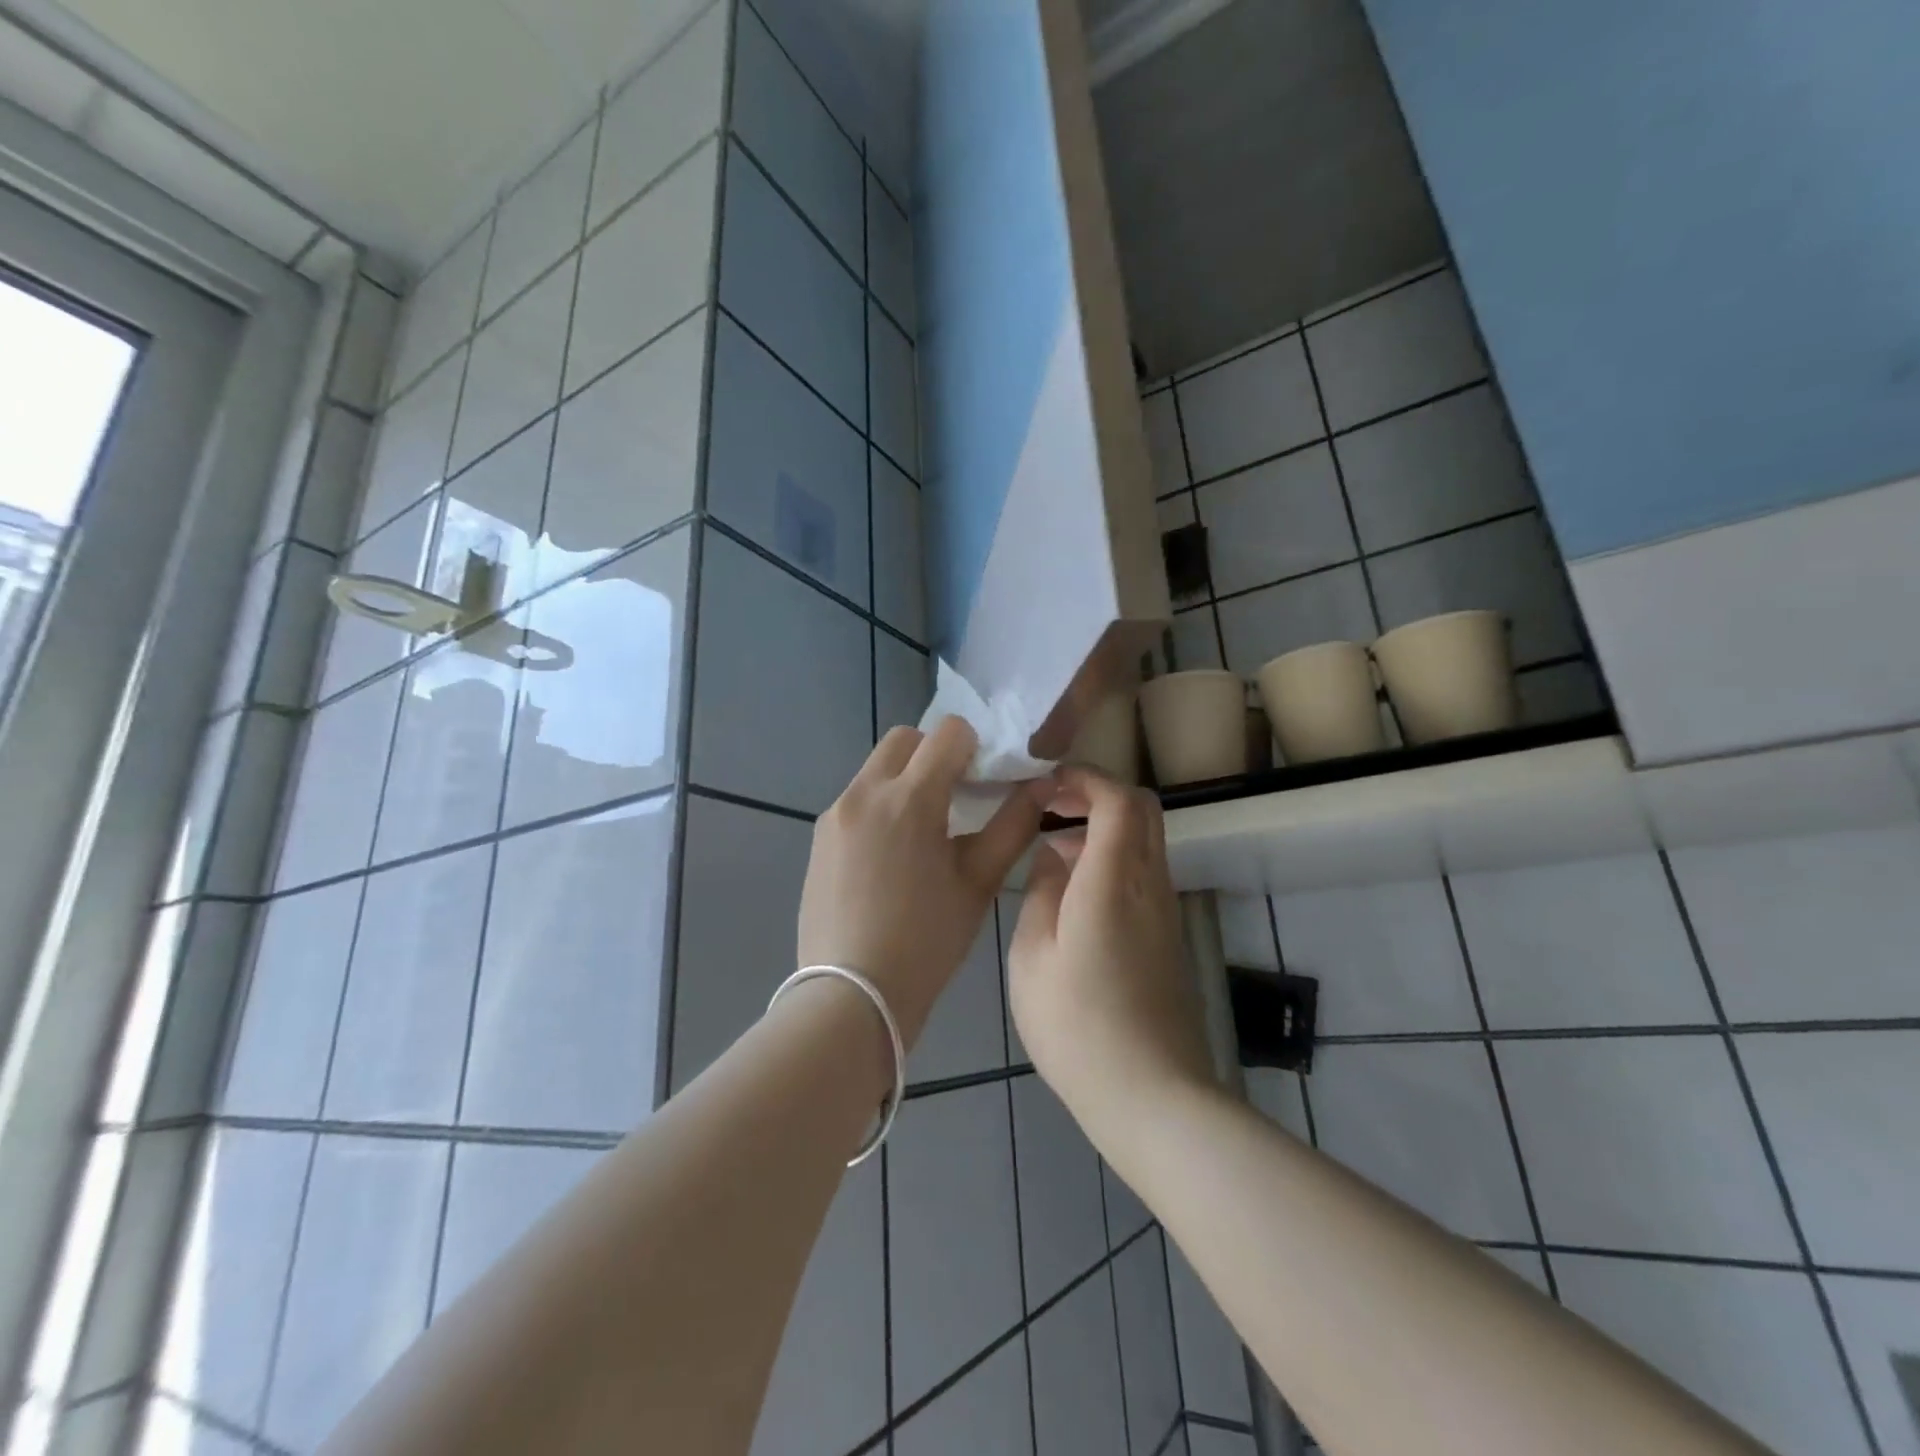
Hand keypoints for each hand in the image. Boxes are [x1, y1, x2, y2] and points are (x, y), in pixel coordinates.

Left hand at [798, 717, 1049, 1046]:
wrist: (851, 995)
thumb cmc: (926, 942)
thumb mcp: (978, 883)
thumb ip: (1012, 826)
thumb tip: (1040, 787)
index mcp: (909, 799)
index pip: (948, 732)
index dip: (974, 747)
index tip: (984, 781)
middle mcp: (865, 792)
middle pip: (905, 739)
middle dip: (935, 754)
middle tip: (956, 799)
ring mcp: (835, 814)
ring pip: (877, 768)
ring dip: (905, 779)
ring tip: (924, 833)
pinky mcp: (818, 837)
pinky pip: (856, 799)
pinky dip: (881, 806)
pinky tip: (892, 857)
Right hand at [1008, 767, 1214, 1138]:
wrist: (1152, 1095)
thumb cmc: (1078, 1026)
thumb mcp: (1033, 957)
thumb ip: (1041, 894)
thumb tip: (1052, 858)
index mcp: (1114, 880)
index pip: (1119, 799)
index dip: (1085, 778)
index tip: (1046, 784)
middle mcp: (1151, 884)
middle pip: (1143, 809)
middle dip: (1097, 793)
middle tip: (1050, 806)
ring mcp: (1166, 910)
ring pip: (1145, 840)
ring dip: (1103, 828)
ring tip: (1051, 850)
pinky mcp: (1168, 936)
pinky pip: (1144, 872)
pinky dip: (1112, 859)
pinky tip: (1073, 893)